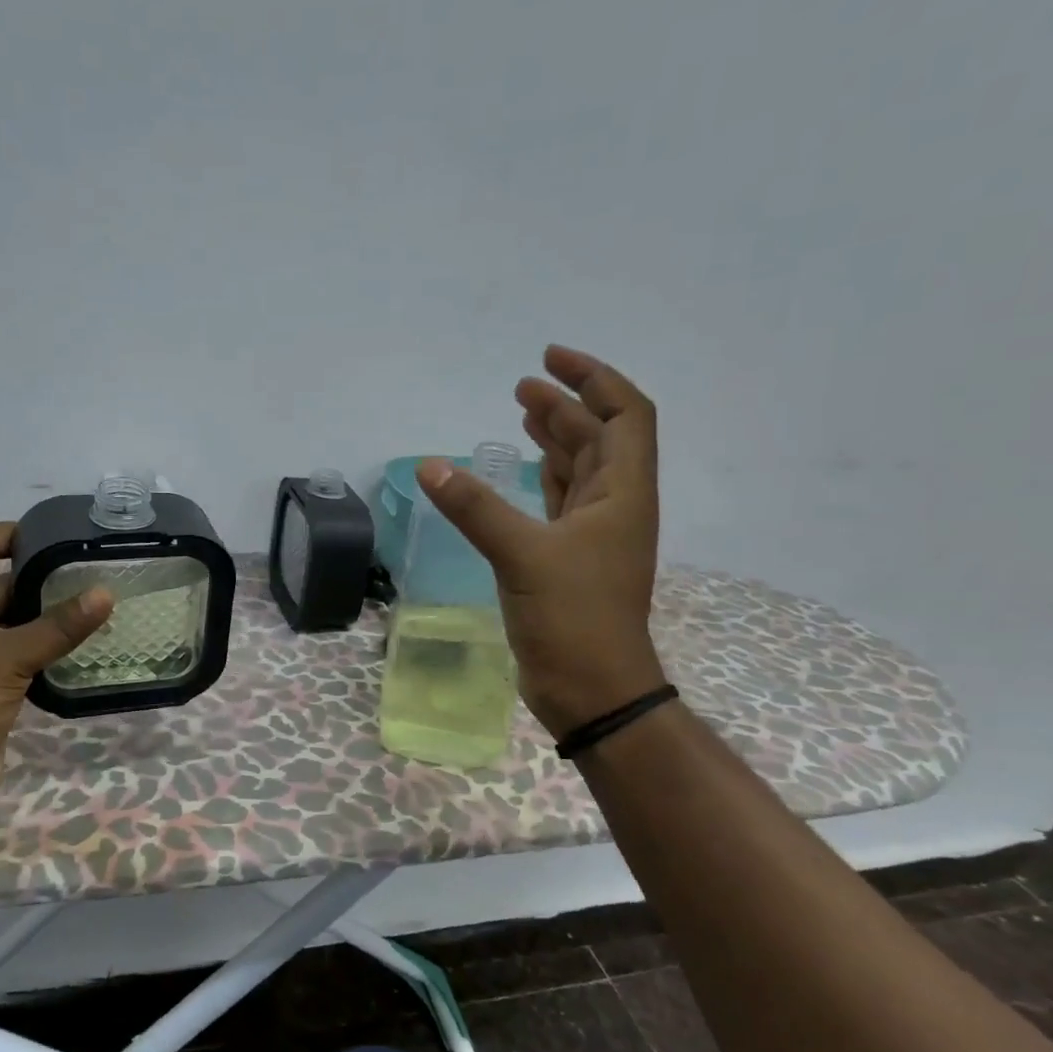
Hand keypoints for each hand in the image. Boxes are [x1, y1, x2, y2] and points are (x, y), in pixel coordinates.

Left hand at [0, 522, 113, 816]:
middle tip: (87, 572)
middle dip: (39, 575)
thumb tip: (106, 593)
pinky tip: (80, 643)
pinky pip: (20, 649)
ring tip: (93, 603)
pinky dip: (45, 643)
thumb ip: (59, 626)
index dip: (7, 533)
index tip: (51, 537)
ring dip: (46, 612)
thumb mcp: (10, 657)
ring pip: (13, 618)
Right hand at [416, 345, 666, 734]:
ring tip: (521, 413)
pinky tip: (522, 468)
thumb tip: (428, 467)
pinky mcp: (568, 560)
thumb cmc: (573, 618)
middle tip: (521, 386)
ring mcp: (593, 536)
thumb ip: (475, 507)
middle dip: (565, 405)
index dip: (594, 379)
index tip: (549, 360)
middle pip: (598, 438)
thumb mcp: (522, 556)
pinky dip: (542, 478)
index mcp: (622, 494)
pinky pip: (559, 502)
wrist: (593, 691)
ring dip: (555, 437)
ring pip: (578, 470)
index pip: (624, 415)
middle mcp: (614, 507)